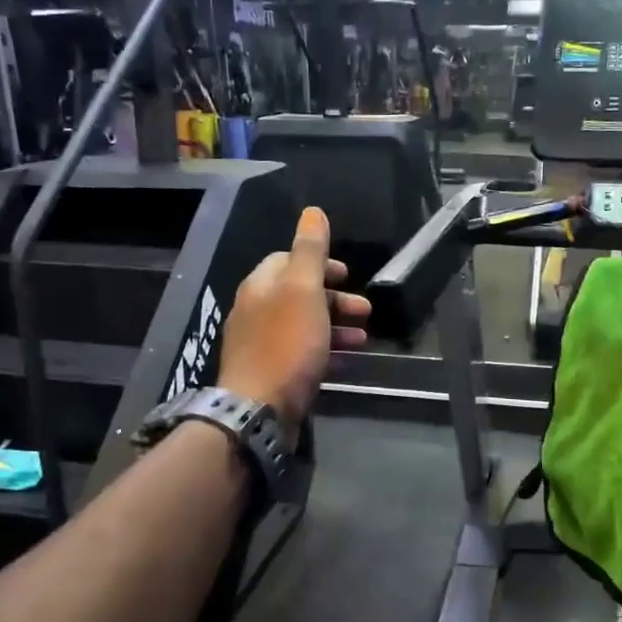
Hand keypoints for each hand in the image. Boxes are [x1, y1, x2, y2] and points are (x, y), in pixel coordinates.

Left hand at [218, 208, 370, 435]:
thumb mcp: (303, 290)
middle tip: (366, 311)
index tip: (347, 275)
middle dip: (336, 300)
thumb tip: (313, 212)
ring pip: (304, 327)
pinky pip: (302, 355)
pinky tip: (345, 363)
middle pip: (299, 296)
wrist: (260, 409)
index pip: (288, 261)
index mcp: (261, 286)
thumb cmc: (286, 344)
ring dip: (336, 328)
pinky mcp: (271, 375)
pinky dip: (325, 353)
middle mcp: (256, 312)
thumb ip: (310, 251)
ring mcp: (261, 346)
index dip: (321, 264)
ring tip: (364, 340)